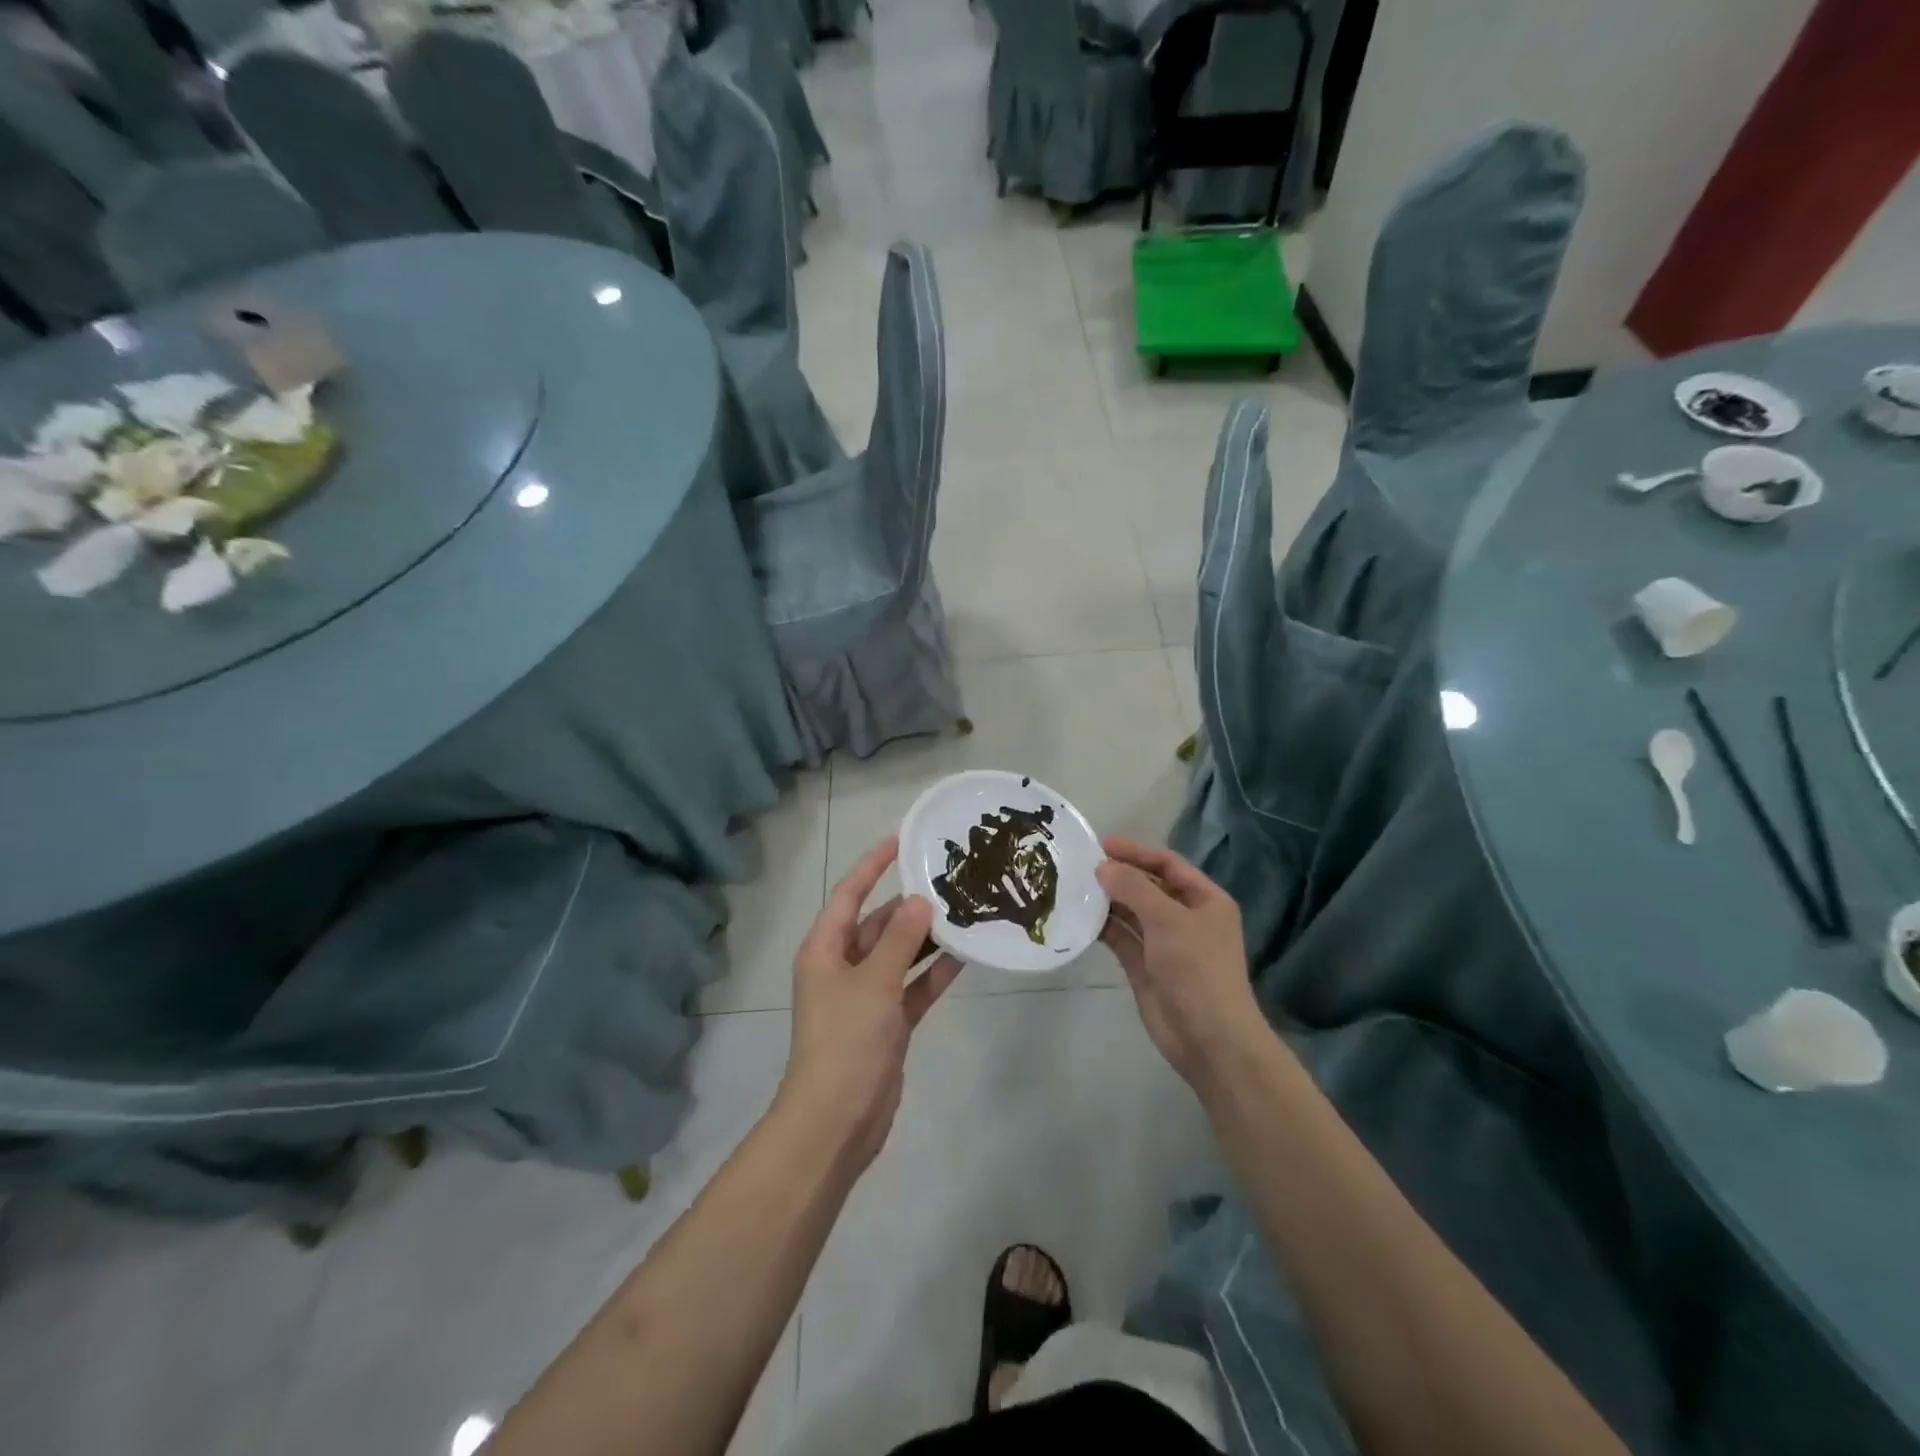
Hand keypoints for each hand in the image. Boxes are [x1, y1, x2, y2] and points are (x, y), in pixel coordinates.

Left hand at [779, 837, 963, 1168]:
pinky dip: (934, 973)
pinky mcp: (888, 1022)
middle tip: (949, 881)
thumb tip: (920, 900)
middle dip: (909, 906)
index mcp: (825, 950)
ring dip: (926, 938)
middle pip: (878, 924)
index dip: (872, 866)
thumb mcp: (874, 983)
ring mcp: (866, 996)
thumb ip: (901, 940)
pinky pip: (913, 987)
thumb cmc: (846, 1041)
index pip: (849, 895)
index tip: (900, 840)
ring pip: (900, 955)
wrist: (837, 1121)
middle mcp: (843, 967)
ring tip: (964, 912)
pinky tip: (965, 956)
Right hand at [1096, 837, 1264, 1090]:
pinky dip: (1103, 927)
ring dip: (1107, 901)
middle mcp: (1185, 918)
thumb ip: (1134, 888)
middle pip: (1148, 886)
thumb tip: (1103, 867)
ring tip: (1073, 887)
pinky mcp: (1145, 967)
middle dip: (1118, 876)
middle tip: (1080, 866)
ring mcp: (1164, 944)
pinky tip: (1079, 917)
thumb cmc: (1197, 969)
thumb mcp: (1168, 919)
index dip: (1137, 852)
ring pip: (1132, 913)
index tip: (1102, 845)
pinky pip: (1121, 938)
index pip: (1168, 864)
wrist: (1208, 1038)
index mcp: (1205, 900)